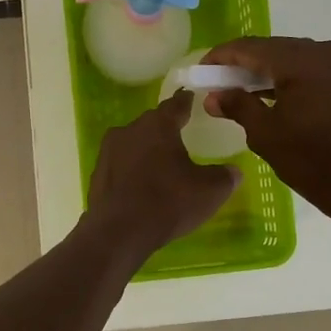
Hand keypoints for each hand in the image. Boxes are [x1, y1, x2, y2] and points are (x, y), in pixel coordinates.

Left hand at [85, 91, 239, 256]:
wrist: (119, 232)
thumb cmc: (169, 203)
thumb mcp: (210, 191)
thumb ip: (225, 176)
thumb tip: (233, 171)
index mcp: (158, 125)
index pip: (176, 104)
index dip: (187, 102)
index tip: (192, 98)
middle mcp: (130, 130)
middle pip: (153, 124)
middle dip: (166, 130)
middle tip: (181, 140)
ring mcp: (109, 151)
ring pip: (134, 144)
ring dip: (147, 151)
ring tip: (162, 168)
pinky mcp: (97, 174)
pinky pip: (121, 165)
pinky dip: (132, 171)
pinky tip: (141, 188)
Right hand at [200, 37, 330, 221]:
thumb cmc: (313, 161)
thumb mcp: (266, 134)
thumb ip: (237, 106)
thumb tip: (213, 96)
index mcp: (302, 60)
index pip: (250, 47)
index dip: (221, 57)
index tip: (200, 71)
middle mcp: (324, 52)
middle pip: (271, 48)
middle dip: (242, 64)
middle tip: (216, 83)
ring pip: (290, 58)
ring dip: (263, 72)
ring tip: (236, 92)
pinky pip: (308, 70)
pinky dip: (285, 79)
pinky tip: (265, 96)